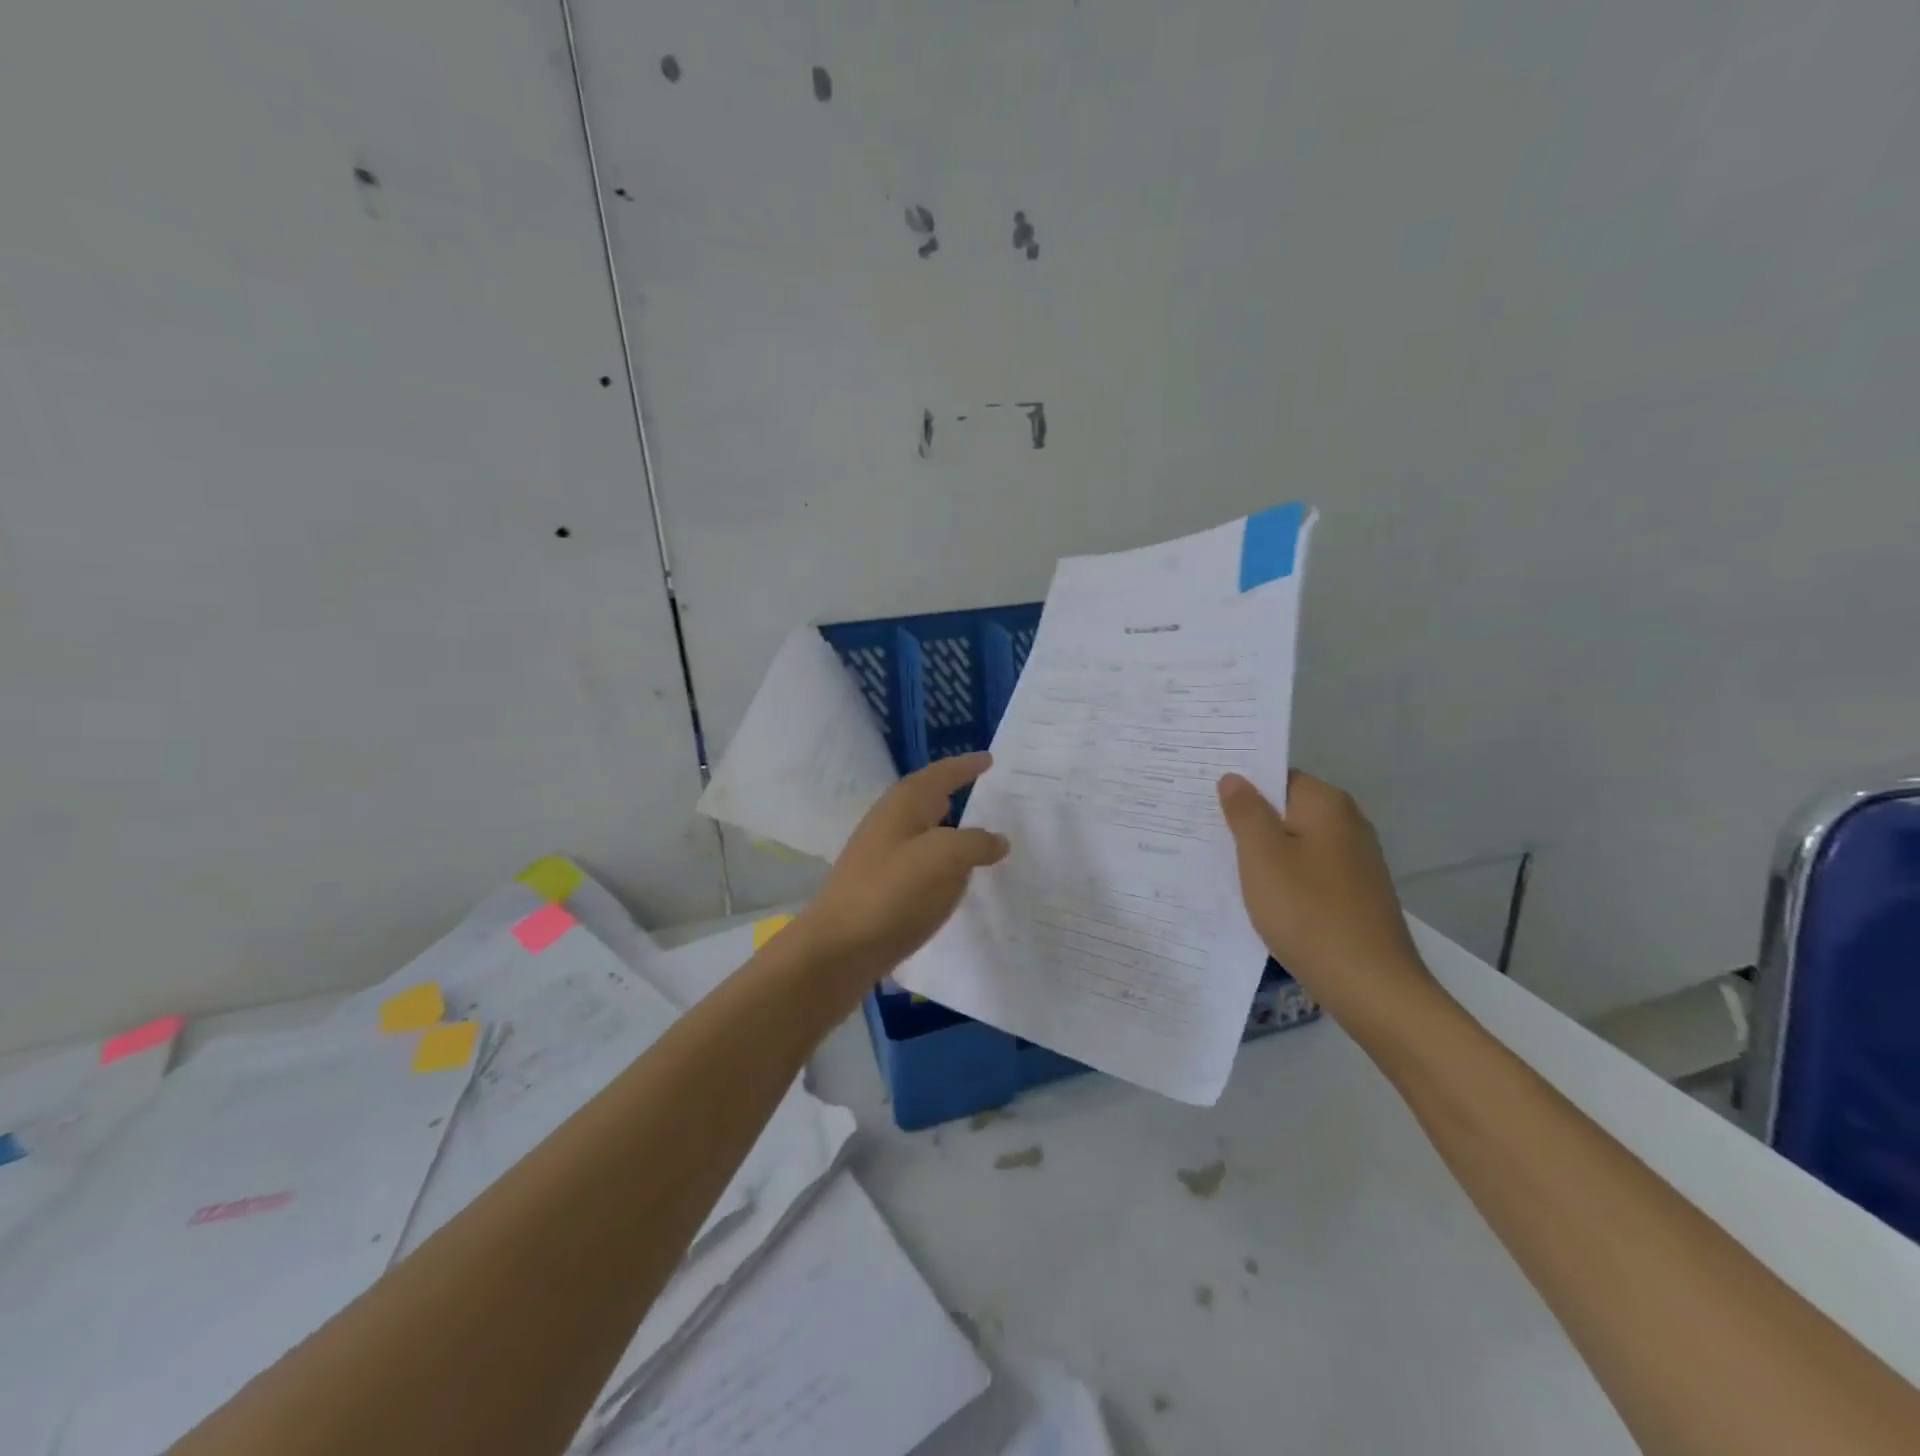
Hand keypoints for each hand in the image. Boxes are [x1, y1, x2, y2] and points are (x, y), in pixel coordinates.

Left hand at [789, 753, 1009, 983]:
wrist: (838, 950)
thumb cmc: (892, 893)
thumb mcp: (944, 859)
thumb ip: (976, 843)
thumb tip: (997, 840)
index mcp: (903, 805)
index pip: (940, 774)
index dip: (965, 766)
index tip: (990, 760)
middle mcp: (888, 823)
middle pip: (926, 799)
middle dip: (955, 793)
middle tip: (987, 793)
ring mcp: (879, 857)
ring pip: (922, 833)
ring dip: (949, 830)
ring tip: (978, 836)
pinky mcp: (878, 888)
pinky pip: (918, 863)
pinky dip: (940, 863)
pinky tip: (953, 880)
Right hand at [1217, 770, 1435, 1025]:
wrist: (1370, 985)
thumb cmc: (1307, 912)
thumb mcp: (1261, 857)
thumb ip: (1245, 812)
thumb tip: (1234, 778)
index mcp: (1326, 804)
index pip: (1277, 776)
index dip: (1242, 786)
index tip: (1205, 801)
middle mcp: (1348, 823)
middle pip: (1287, 809)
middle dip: (1249, 820)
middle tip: (1204, 833)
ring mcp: (1356, 860)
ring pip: (1296, 842)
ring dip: (1264, 853)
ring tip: (1223, 866)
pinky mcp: (1356, 893)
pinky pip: (1309, 871)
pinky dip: (1284, 878)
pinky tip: (1261, 898)